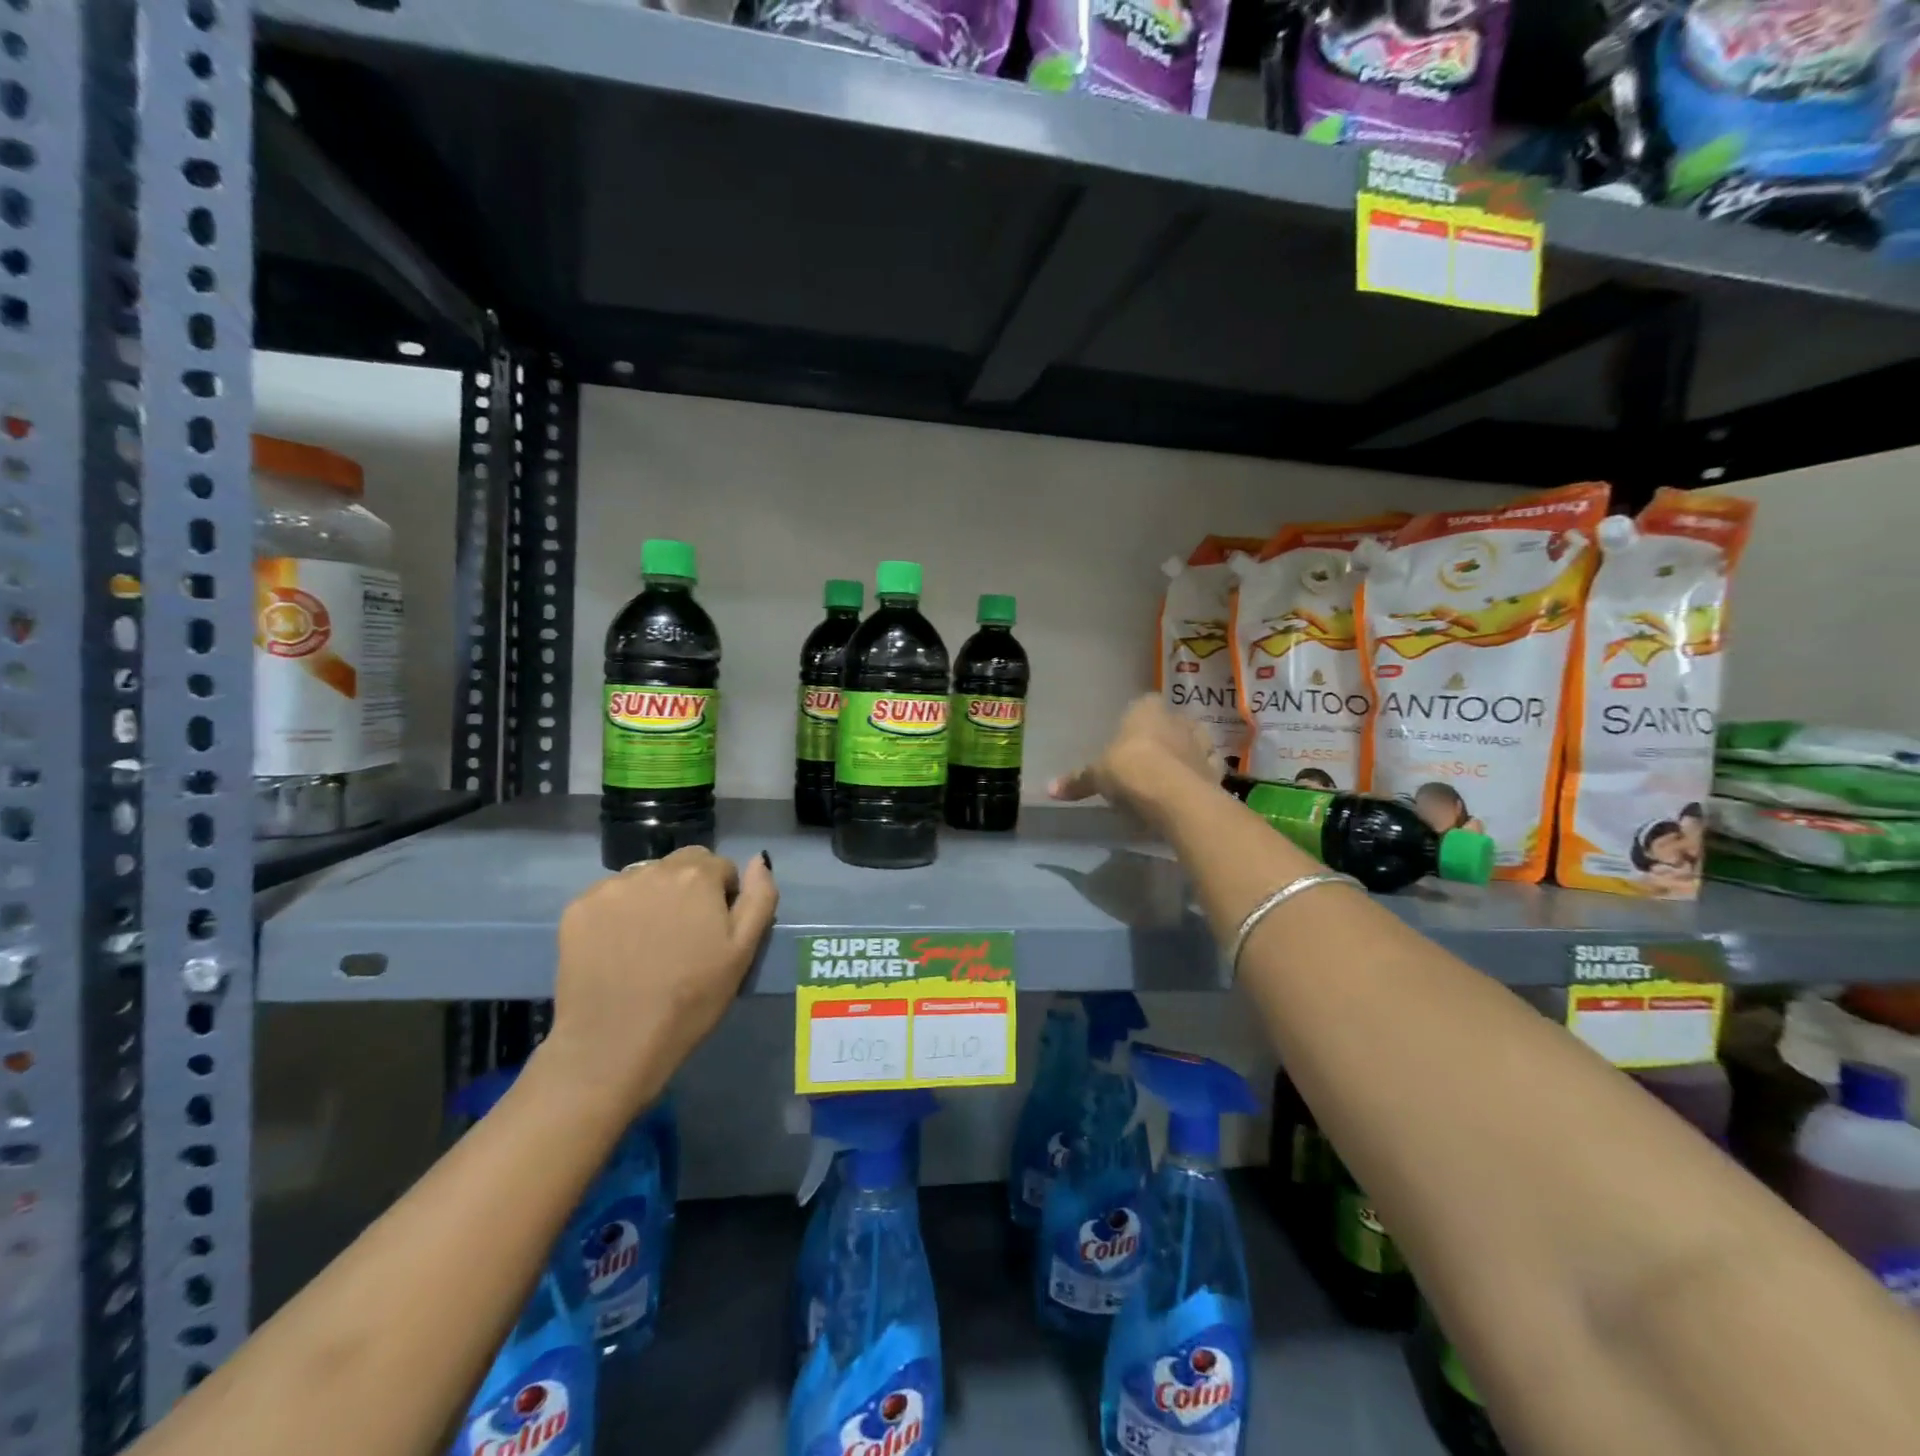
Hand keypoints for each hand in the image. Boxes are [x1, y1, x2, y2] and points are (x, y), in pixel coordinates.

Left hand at [544, 847, 778, 1111]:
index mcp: (697, 876)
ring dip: (653, 898)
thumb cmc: (691, 1000)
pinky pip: (609, 898)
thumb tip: (759, 860)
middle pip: (681, 865)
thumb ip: (759, 898)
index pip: (720, 866)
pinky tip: (618, 949)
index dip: (723, 896)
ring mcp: (610, 887)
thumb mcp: (742, 952)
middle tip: (684, 937)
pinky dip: (618, 914)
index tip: (715, 932)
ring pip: (644, 879)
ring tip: (648, 944)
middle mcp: (652, 869)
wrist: (614, 1044)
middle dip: (689, 890)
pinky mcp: (577, 909)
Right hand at [1050, 694, 1219, 831]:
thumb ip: (1077, 780)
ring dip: (1184, 756)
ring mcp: (1201, 744)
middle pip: (1171, 723)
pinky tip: (1187, 792)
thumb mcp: (1097, 775)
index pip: (1144, 704)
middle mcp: (1177, 719)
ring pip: (1193, 744)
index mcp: (1146, 709)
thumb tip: (1048, 788)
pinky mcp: (1217, 771)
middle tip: (1147, 760)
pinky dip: (1198, 779)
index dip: (1137, 720)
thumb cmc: (1129, 769)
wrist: (1173, 794)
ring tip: (1169, 777)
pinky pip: (1206, 771)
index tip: (1129, 739)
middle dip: (1163, 737)